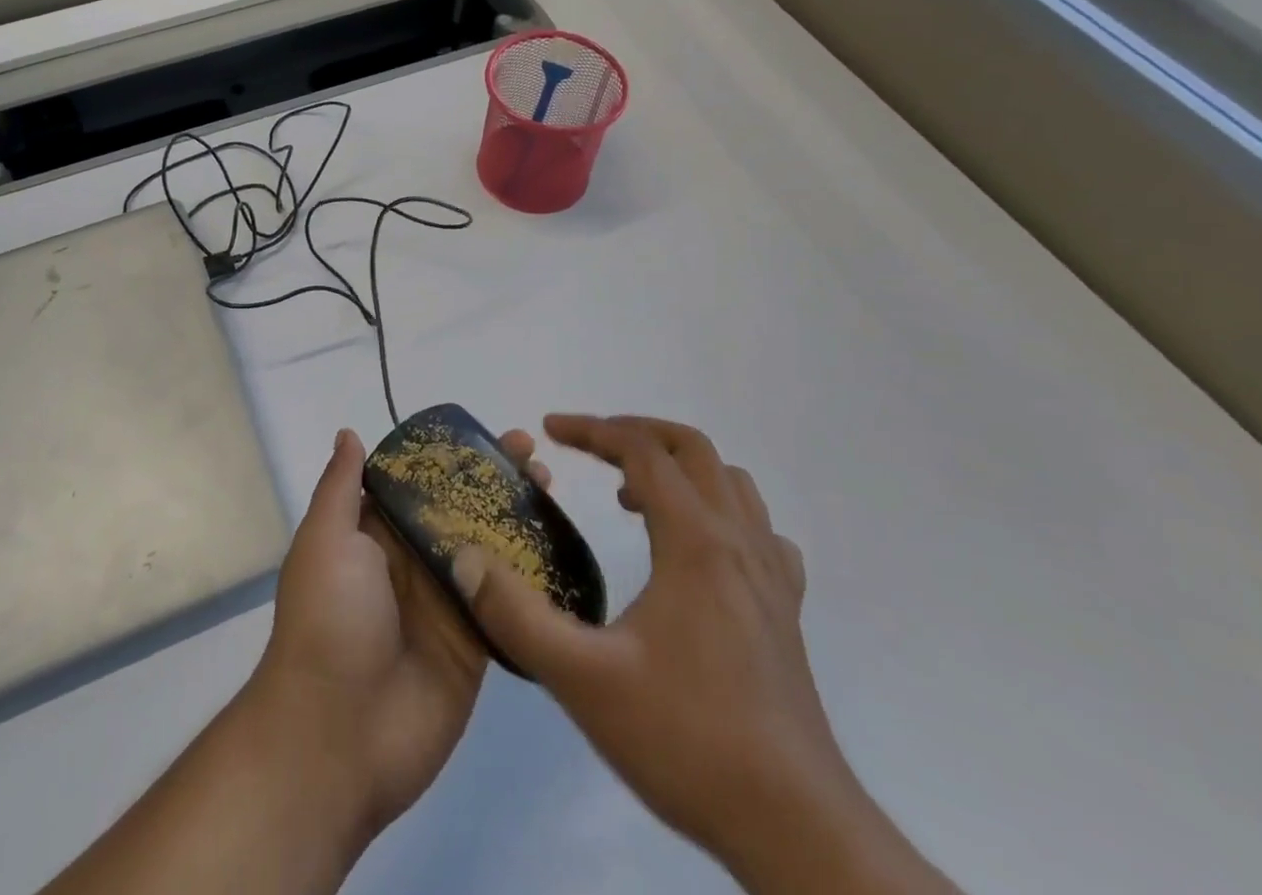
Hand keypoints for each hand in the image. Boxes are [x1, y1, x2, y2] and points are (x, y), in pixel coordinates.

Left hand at [249, 425, 550, 837]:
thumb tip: (349, 433)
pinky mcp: (475, 643)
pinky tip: (563, 545)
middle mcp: (412, 561)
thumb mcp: (326, 540)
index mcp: (375, 533)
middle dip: (494, 480)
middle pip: (460, 509)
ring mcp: (446, 602)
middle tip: (534, 455)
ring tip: (552, 486)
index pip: (419, 481)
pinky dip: (531, 574)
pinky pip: (507, 601)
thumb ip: (342, 487)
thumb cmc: (328, 620)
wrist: (337, 737)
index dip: (452, 456)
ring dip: (519, 517)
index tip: (488, 434)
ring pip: (489, 548)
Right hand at [450, 415, 852, 868]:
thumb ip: (516, 616)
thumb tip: (463, 559)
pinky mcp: (787, 613)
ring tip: (632, 494)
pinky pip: (759, 532)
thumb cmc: (688, 743)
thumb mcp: (583, 681)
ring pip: (731, 483)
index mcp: (696, 542)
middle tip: (589, 447)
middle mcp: (739, 543)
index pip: (642, 451)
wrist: (798, 833)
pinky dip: (721, 512)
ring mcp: (772, 578)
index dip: (591, 429)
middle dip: (635, 433)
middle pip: (692, 449)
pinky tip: (696, 549)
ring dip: (678, 468)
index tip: (549, 428)